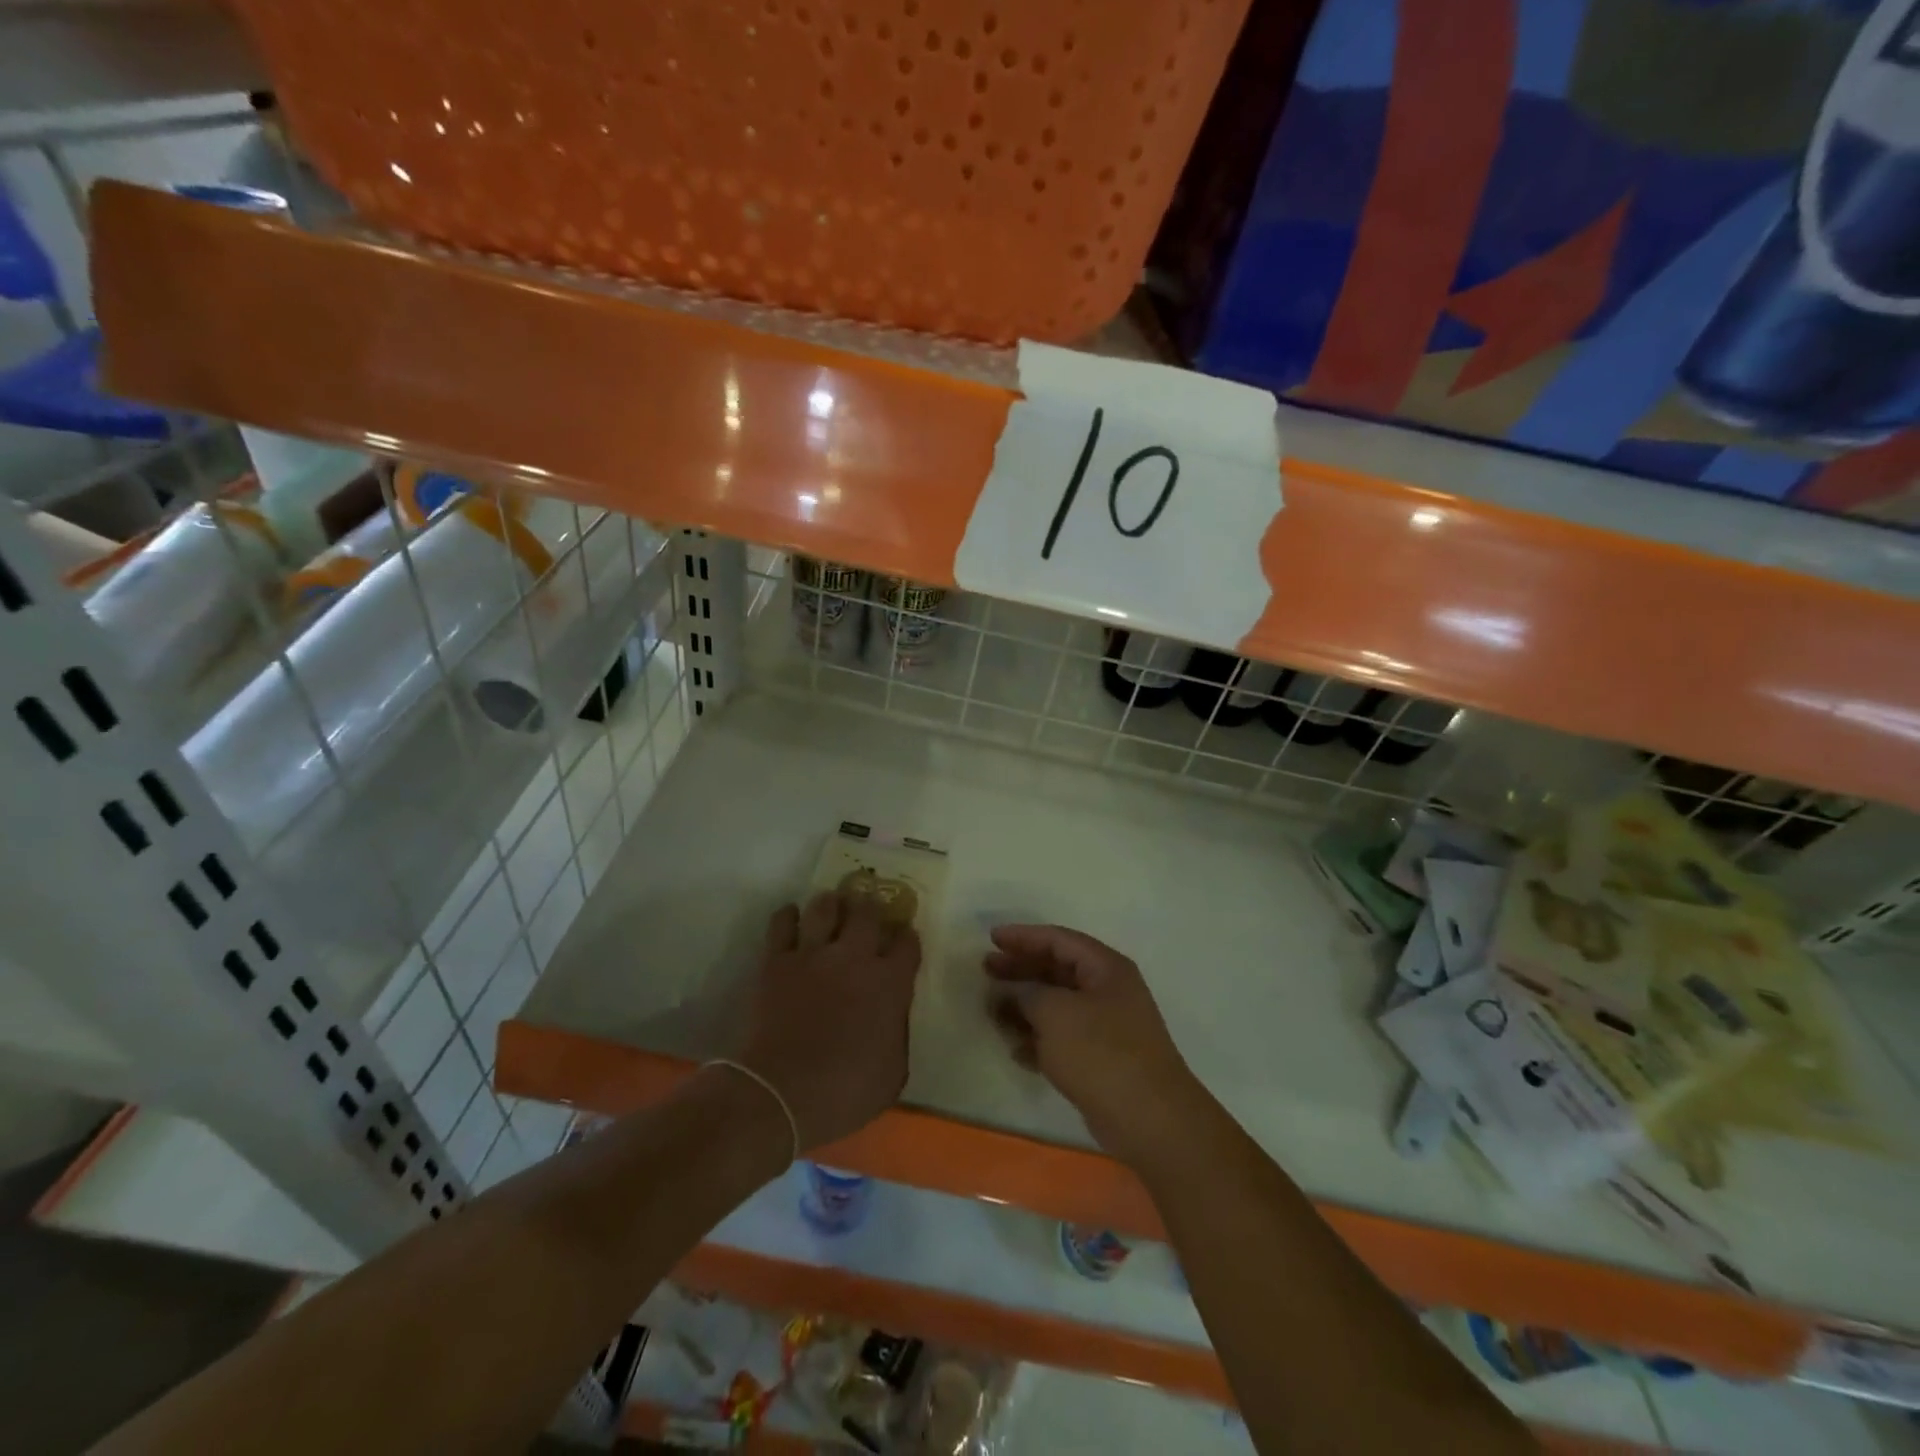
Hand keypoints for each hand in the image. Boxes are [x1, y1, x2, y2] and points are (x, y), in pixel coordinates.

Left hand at [739, 891, 921, 1150]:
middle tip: (866, 915)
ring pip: (825, 906)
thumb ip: (897, 1033)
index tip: (902, 941)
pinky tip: (793, 920)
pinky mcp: (777, 960)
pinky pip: (783, 922)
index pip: (907, 943)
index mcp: (890, 983)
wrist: (780, 1095)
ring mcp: (813, 954)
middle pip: (868, 912)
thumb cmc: (844, 1093)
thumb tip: (893, 1016)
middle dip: (870, 909)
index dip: (906, 938)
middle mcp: (855, 957)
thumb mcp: (893, 1073)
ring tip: (831, 909)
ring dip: (831, 904)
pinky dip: (789, 916)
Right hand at [985, 925, 1206, 1166]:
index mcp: (1105, 968)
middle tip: (986, 970)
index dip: (1024, 937)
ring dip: (1024, 1007)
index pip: (1059, 940)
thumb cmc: (1100, 1052)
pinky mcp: (1100, 1061)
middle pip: (1056, 970)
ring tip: (991, 1012)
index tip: (992, 939)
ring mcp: (1106, 1028)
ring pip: (1057, 1007)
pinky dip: (1038, 1040)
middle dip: (1020, 970)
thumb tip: (1007, 992)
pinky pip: (1062, 1039)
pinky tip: (1014, 1049)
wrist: (1149, 1119)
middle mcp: (1108, 991)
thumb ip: (1025, 994)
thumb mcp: (1054, 1013)